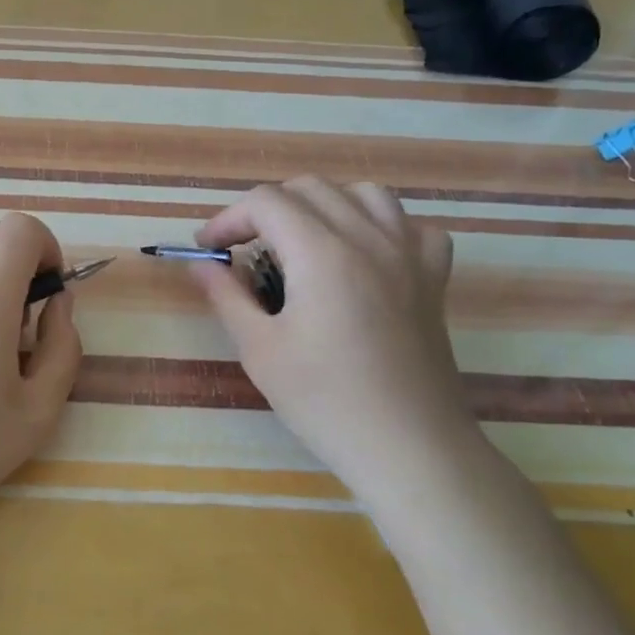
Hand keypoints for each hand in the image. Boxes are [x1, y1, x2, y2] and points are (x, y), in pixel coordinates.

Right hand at [191, 178, 477, 500]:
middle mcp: (369, 238)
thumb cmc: (325, 401)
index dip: (227, 219)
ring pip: (363, 194)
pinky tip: (362, 255)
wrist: (409, 446)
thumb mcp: (259, 350)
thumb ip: (226, 296)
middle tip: (244, 249)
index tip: (207, 250)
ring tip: (300, 242)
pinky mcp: (433, 277)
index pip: (266, 202)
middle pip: (310, 188)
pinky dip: (378, 226)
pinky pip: (409, 225)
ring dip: (321, 205)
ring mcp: (409, 254)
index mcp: (322, 252)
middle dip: (266, 209)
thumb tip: (201, 265)